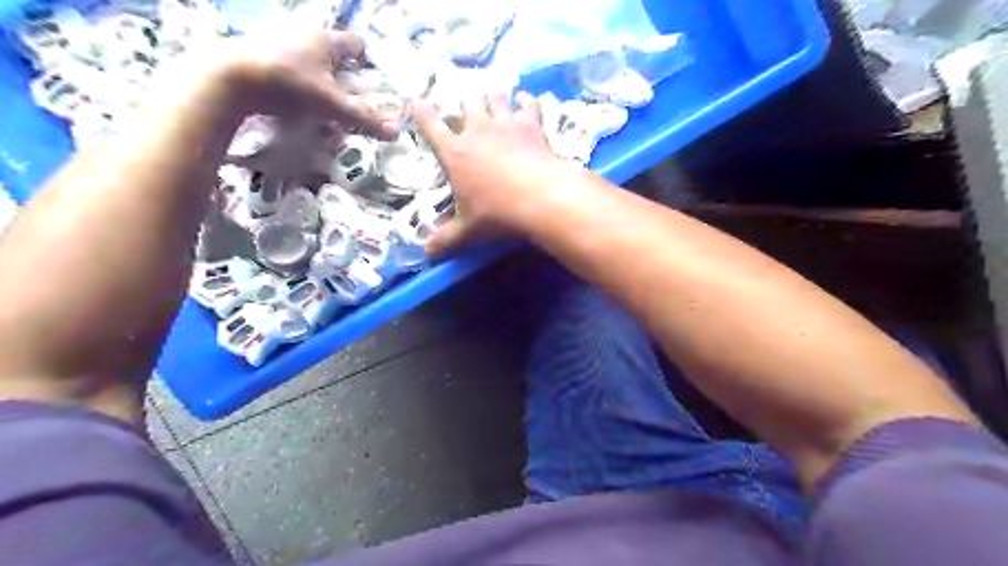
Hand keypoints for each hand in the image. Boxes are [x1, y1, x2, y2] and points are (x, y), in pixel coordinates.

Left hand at [201, 26, 397, 139]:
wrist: (228, 78)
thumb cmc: (289, 84)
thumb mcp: (332, 105)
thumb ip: (364, 118)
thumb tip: (397, 133)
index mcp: (327, 40)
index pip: (356, 44)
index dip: (365, 63)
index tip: (366, 84)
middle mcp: (304, 32)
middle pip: (332, 52)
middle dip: (341, 74)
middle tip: (344, 98)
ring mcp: (278, 38)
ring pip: (308, 57)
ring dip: (317, 77)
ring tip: (317, 102)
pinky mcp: (257, 50)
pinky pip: (287, 62)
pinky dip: (294, 78)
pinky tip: (290, 98)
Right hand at [411, 90, 583, 253]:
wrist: (539, 197)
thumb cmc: (496, 213)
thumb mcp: (468, 230)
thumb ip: (446, 239)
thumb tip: (427, 254)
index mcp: (454, 152)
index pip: (430, 125)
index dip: (421, 112)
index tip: (416, 101)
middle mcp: (477, 131)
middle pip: (466, 105)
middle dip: (464, 104)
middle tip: (466, 109)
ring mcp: (505, 124)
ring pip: (495, 98)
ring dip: (493, 98)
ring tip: (494, 98)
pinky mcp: (530, 125)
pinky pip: (527, 105)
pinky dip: (526, 101)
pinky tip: (526, 100)